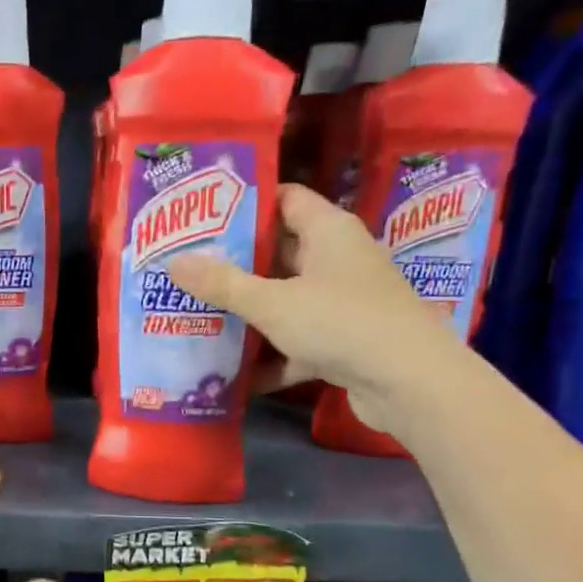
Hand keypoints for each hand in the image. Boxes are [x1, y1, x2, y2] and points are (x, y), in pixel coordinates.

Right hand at [168, 183, 468, 435]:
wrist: (409, 383)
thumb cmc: (340, 322)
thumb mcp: (272, 302)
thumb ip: (222, 283)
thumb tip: (174, 262)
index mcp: (329, 232)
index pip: (285, 199)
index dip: (246, 204)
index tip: (203, 216)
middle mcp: (338, 260)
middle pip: (280, 253)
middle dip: (235, 263)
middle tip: (188, 269)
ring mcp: (344, 303)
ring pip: (287, 300)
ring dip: (249, 312)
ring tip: (199, 316)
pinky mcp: (345, 341)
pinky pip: (298, 341)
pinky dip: (271, 356)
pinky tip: (234, 375)